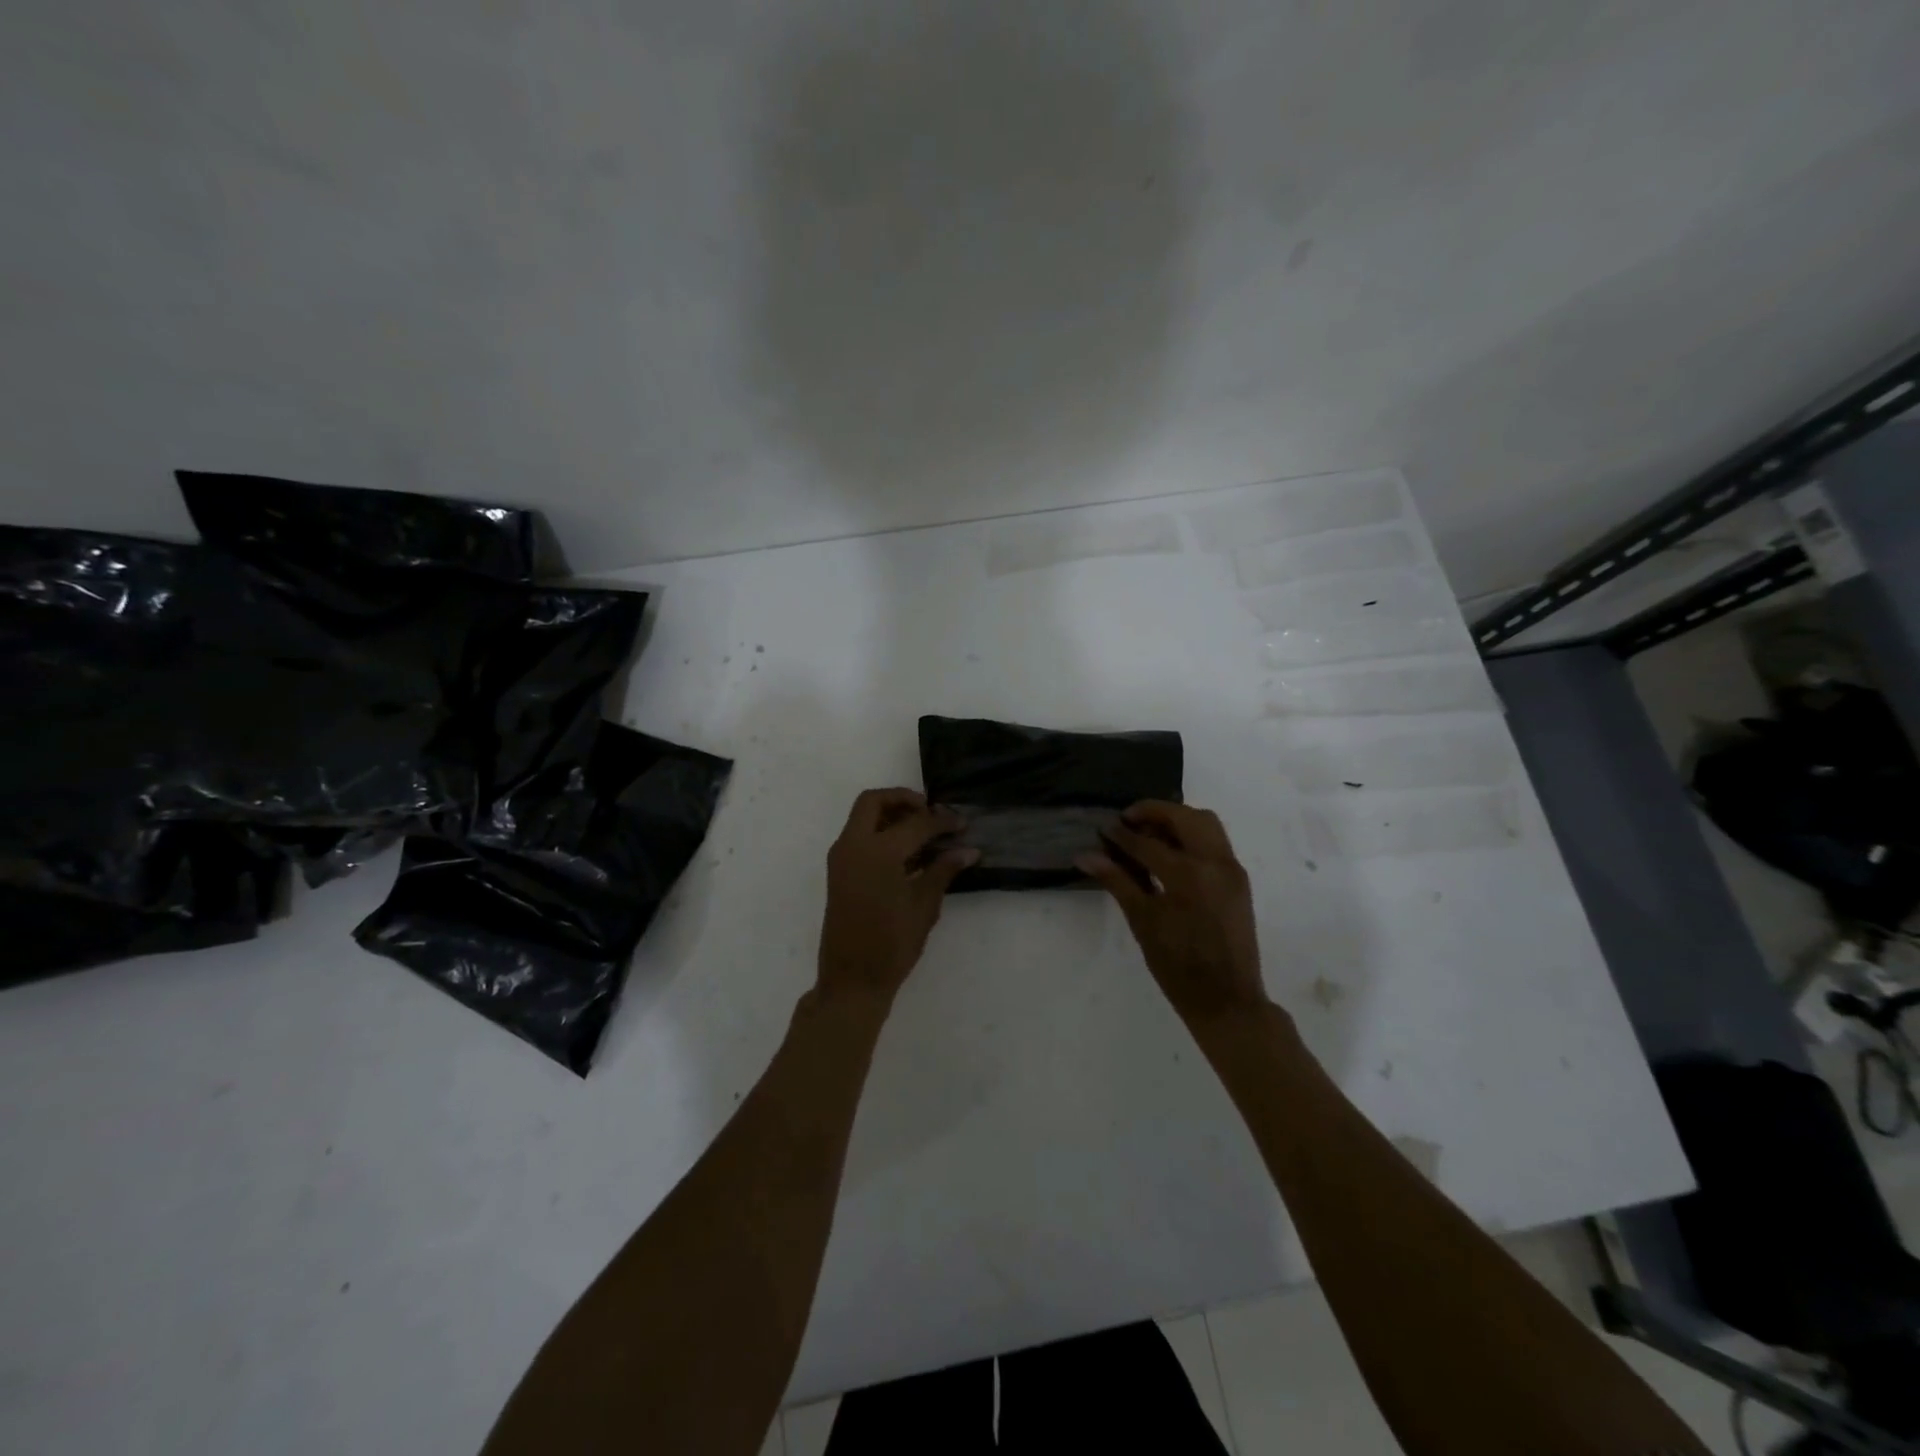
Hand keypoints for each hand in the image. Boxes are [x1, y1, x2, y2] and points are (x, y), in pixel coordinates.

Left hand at [817, 788, 977, 1007]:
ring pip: (863, 817)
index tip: (962, 823)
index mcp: (877, 853)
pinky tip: (908, 852)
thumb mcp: (924, 906)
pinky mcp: (838, 872)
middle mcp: (853, 846)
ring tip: (923, 830)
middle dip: (903, 799)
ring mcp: (841, 858)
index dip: (942, 821)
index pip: (915, 823)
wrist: (851, 980)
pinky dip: (880, 832)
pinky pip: (858, 836)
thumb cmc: (892, 945)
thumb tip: (968, 850)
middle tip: (931, 812)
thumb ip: (943, 871)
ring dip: (890, 815)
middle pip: (874, 802)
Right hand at [1077, 801, 1266, 1024]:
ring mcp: (1231, 869)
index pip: (1147, 843)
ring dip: (1177, 819)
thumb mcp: (1142, 922)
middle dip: (1154, 812)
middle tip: (1128, 820)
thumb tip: (1085, 855)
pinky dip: (1192, 835)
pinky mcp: (1239, 879)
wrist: (1227, 1000)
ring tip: (1149, 832)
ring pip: (1206, 824)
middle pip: (1184, 817)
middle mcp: (1214, 862)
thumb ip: (1117, 881)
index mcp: (1188, 875)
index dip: (1121, 834)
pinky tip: (1171, 851)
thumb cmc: (1178, 966)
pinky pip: (1215, 842)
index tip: (1103, 828)